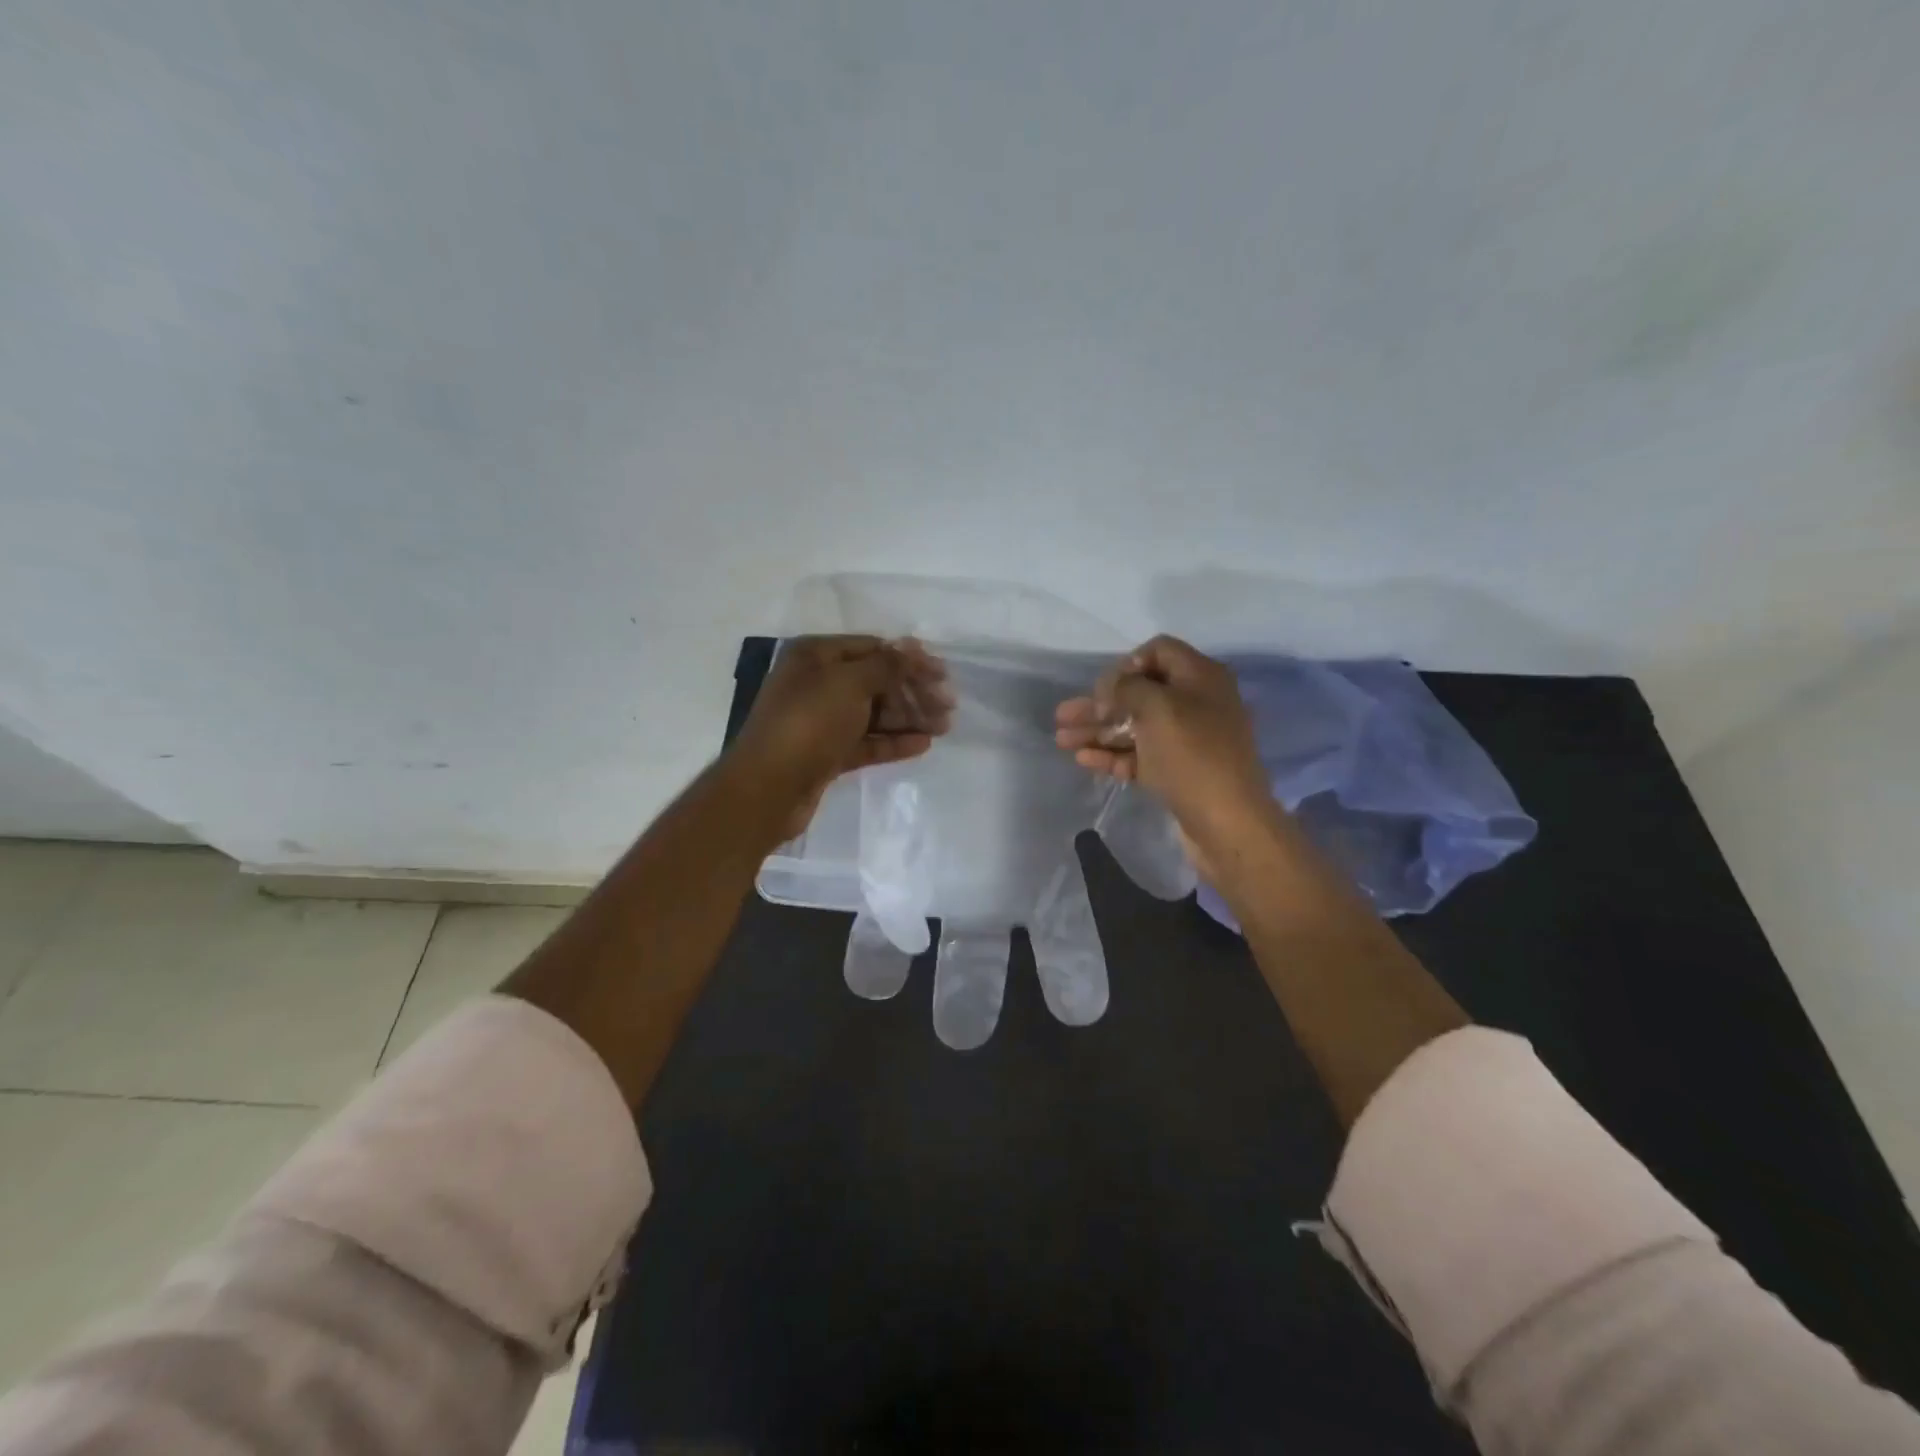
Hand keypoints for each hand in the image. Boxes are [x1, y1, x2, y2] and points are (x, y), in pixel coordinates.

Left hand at [731, 635, 952, 840]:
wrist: (767, 788)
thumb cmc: (808, 723)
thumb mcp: (849, 683)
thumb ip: (886, 665)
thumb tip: (912, 649)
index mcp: (816, 657)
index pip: (872, 648)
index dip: (909, 659)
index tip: (943, 674)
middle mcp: (817, 684)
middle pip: (876, 681)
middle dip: (913, 691)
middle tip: (948, 706)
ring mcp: (822, 721)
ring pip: (874, 713)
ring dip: (909, 717)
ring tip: (944, 726)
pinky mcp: (827, 754)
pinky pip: (867, 742)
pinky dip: (894, 742)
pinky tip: (923, 744)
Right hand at [1054, 636, 1275, 874]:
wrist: (1228, 822)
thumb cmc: (1193, 755)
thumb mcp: (1157, 708)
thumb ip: (1127, 688)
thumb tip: (1110, 686)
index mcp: (1200, 677)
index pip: (1159, 651)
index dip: (1127, 664)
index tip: (1104, 687)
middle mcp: (1196, 703)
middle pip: (1140, 693)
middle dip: (1099, 704)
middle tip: (1063, 715)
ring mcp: (1187, 740)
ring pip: (1135, 727)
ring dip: (1098, 731)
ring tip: (1061, 740)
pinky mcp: (1177, 772)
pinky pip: (1139, 756)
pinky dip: (1112, 755)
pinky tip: (1083, 759)